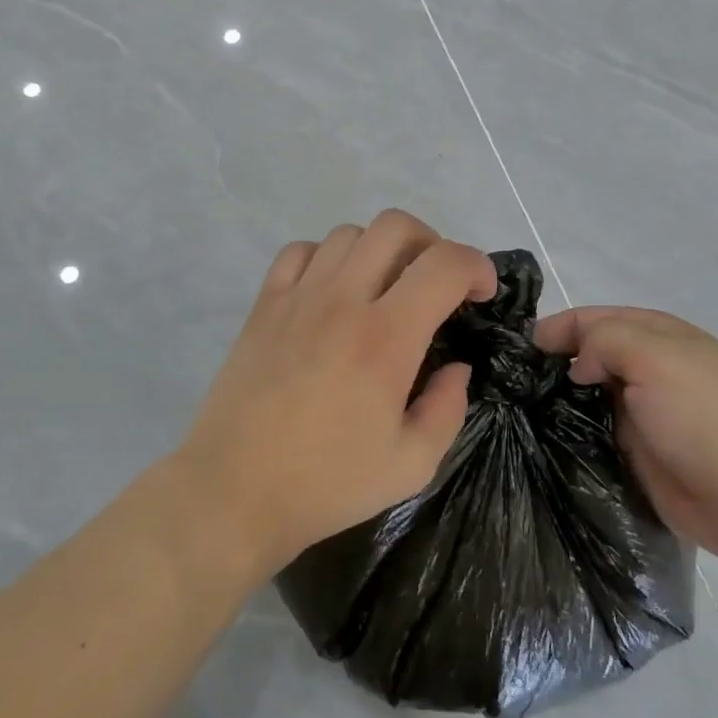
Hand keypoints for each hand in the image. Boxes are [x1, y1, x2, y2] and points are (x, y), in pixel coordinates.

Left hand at [176, 211, 495, 576]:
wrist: (235, 490)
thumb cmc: (327, 483)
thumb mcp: (412, 464)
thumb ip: (448, 408)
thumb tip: (456, 366)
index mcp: (386, 338)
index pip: (444, 265)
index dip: (477, 267)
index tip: (482, 293)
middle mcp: (343, 301)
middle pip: (396, 226)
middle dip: (432, 244)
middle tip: (436, 285)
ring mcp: (298, 297)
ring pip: (348, 233)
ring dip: (380, 251)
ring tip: (384, 289)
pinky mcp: (264, 304)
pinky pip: (300, 250)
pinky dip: (327, 257)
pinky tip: (332, 292)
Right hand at [533, 307, 717, 565]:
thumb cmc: (701, 417)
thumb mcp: (654, 357)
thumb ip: (605, 341)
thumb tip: (577, 366)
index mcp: (660, 335)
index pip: (598, 317)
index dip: (561, 326)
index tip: (523, 347)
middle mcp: (649, 367)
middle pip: (590, 352)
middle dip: (556, 358)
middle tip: (513, 376)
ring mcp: (642, 410)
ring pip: (588, 391)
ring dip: (558, 394)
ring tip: (518, 402)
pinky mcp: (635, 448)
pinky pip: (592, 427)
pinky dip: (568, 426)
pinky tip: (541, 430)